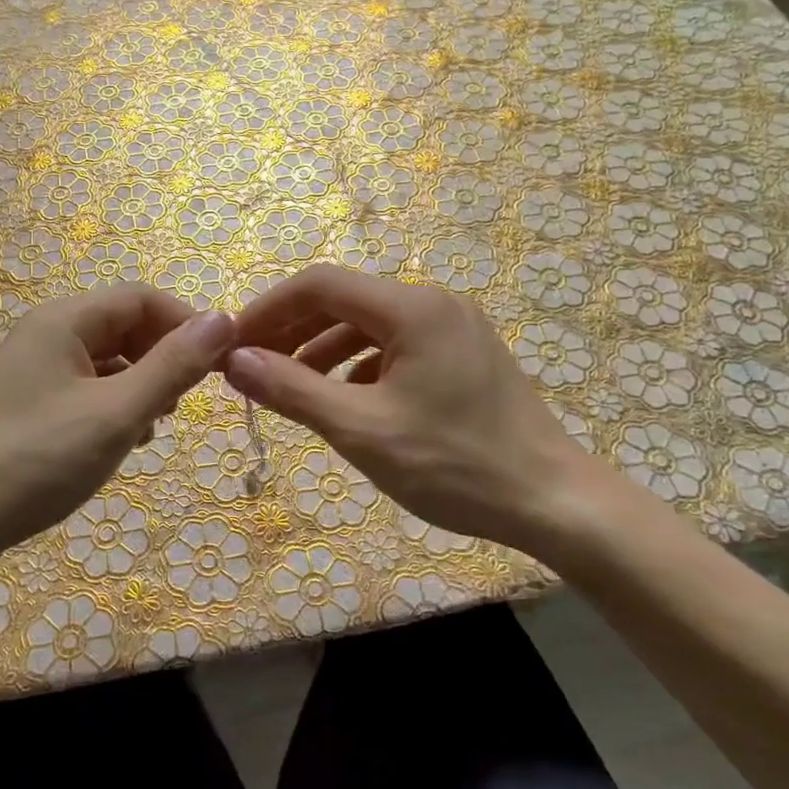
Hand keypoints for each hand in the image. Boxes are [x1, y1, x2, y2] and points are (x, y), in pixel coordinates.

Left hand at [0, 288, 235, 573]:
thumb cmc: (38, 460)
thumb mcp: (117, 413)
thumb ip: (173, 366)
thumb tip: (224, 320)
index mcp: (63, 320)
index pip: (141, 298)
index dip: (185, 324)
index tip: (218, 364)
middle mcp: (45, 333)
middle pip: (122, 325)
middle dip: (162, 356)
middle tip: (183, 402)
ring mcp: (32, 369)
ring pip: (106, 359)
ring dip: (140, 384)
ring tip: (154, 425)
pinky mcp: (26, 402)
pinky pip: (84, 387)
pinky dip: (112, 404)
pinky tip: (121, 440)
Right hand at [227, 265, 623, 557]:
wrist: (556, 503)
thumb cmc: (454, 465)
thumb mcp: (361, 430)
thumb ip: (292, 390)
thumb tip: (234, 362)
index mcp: (412, 308)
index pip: (320, 285)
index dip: (269, 309)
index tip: (232, 342)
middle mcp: (434, 303)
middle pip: (344, 301)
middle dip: (292, 330)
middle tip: (251, 365)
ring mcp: (454, 328)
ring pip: (369, 325)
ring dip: (322, 350)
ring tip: (288, 385)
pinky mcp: (464, 355)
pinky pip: (396, 347)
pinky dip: (359, 366)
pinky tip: (345, 400)